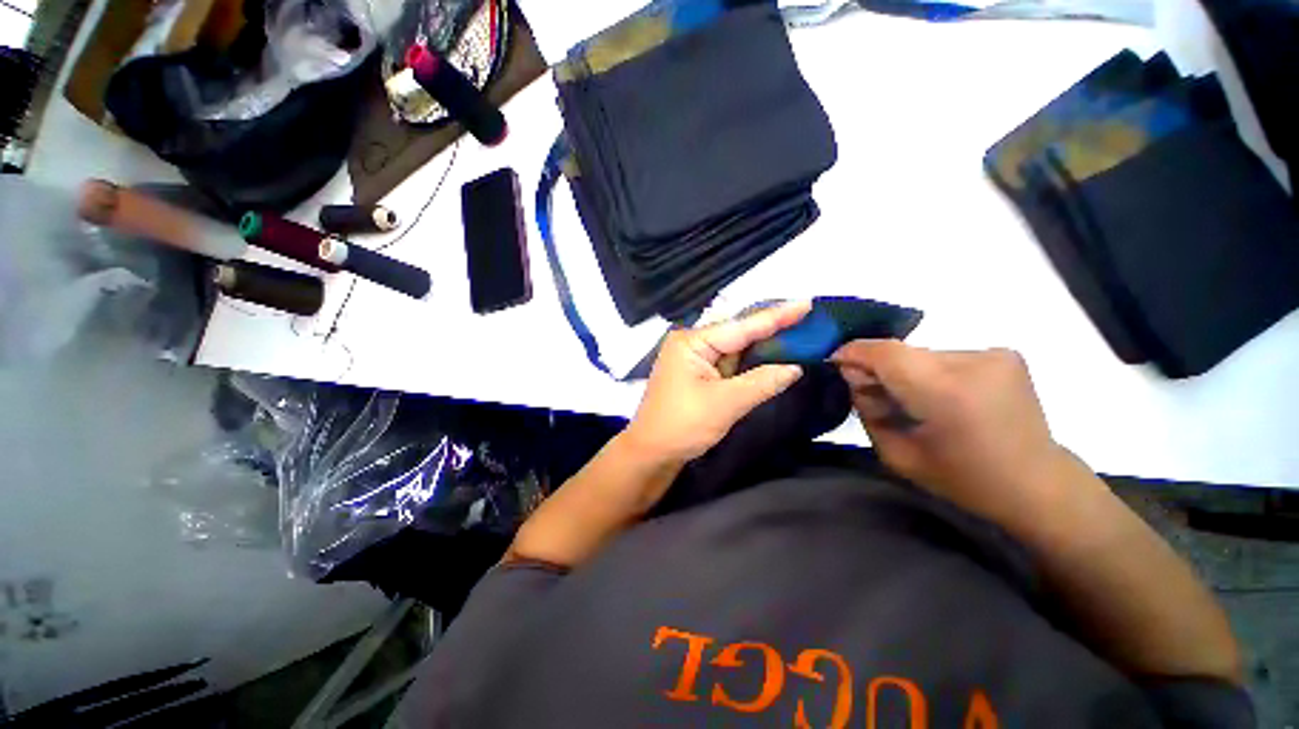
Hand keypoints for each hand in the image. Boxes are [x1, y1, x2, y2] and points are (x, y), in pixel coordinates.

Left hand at [624, 302, 810, 464]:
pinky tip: (772, 355)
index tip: (806, 303)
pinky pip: (729, 362)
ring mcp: (694, 358)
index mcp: (692, 342)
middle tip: (808, 319)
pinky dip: (750, 361)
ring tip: (798, 332)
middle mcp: (692, 343)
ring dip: (763, 345)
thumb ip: (762, 382)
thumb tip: (796, 368)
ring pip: (735, 347)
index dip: (776, 316)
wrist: (652, 453)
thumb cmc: (683, 425)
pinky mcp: (698, 373)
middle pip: (738, 332)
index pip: (741, 326)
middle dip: (772, 328)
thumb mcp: (725, 403)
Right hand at [832, 340, 1085, 523]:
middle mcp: (974, 361)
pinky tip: (939, 398)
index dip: (853, 353)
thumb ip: (867, 409)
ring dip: (904, 372)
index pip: (885, 352)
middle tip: (871, 395)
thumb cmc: (964, 480)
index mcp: (947, 391)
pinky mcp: (1004, 355)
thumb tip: (854, 376)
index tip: (833, 362)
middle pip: (902, 352)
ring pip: (921, 354)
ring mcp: (994, 355)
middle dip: (877, 368)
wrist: (1039, 486)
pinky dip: (929, 373)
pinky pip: (944, 357)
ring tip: (911, 402)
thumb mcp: (897, 455)